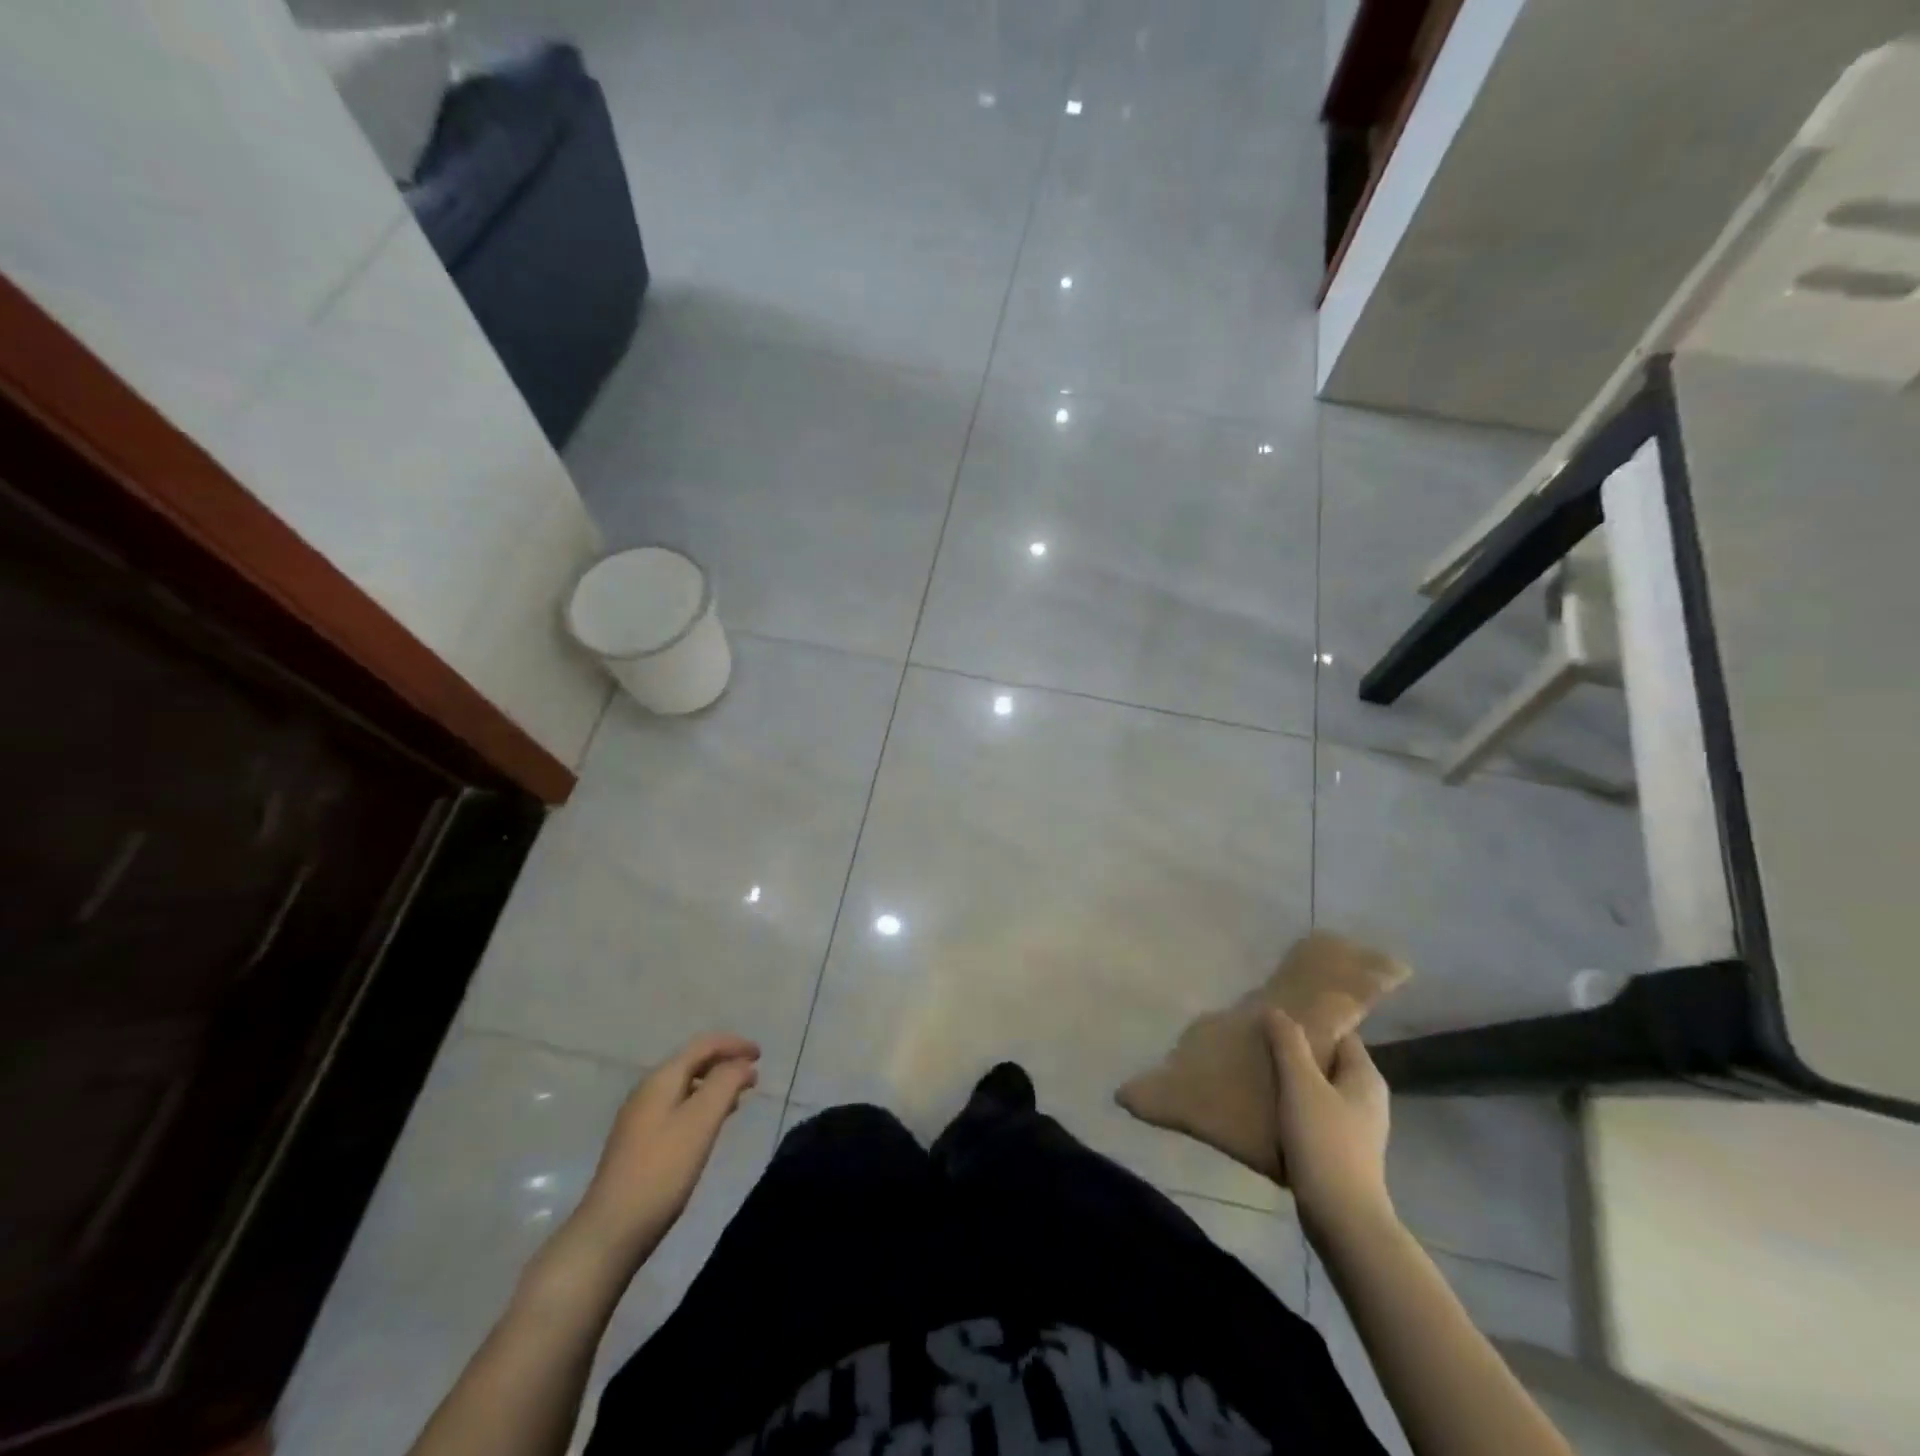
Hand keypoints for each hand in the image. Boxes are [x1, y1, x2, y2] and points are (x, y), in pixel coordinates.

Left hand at [570, 1033, 760, 1263]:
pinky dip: (701, 1106)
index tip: (761, 1055)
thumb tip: (743, 1063)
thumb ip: (725, 1084)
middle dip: (725, 1064)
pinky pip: (677, 1108)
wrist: (610, 1231)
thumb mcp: (700, 1122)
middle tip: (753, 1078)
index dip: (734, 1044)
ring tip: (739, 1100)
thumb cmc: (661, 1170)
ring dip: (714, 1086)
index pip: (703, 1046)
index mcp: (661, 1079)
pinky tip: (710, 1127)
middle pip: (692, 1062)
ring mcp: (640, 1118)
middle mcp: (647, 1091)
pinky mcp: (639, 1143)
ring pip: (685, 1087)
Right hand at [1266, 1011, 1392, 1232]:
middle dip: (1296, 1051)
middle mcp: (1366, 1098)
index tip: (1277, 1017)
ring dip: (1292, 1081)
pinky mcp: (1341, 1152)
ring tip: (1258, 1071)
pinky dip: (1294, 1108)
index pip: (1342, 1034)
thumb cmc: (1325, 1143)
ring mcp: (1356, 1128)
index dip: (1311, 1022)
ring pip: (1319, 1090)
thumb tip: (1276, 1011)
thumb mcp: (1301, 1085)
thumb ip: (1288, 1044)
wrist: (1342, 1219)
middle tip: (1261, 1041)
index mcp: (1366, 1077)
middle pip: (1328, 1061)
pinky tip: (1268, 1109)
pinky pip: (1315, 1116)